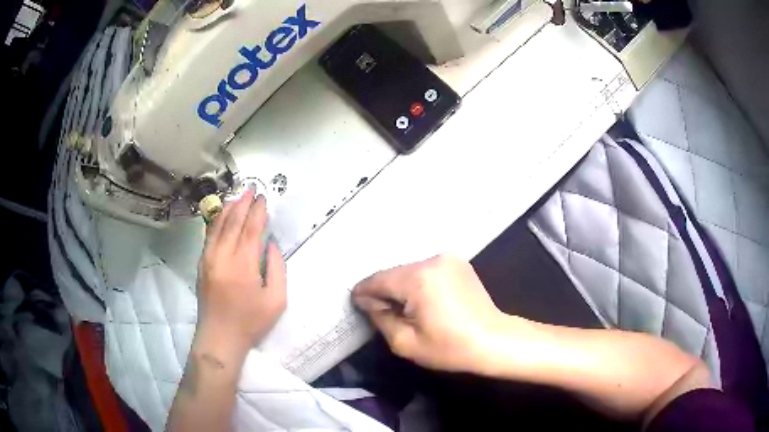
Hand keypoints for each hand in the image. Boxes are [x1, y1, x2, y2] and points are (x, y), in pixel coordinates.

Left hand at [196, 190, 286, 355]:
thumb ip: (276, 268)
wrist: (220, 337)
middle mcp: (222, 256)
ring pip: (218, 225)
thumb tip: (271, 244)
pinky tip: (222, 216)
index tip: (264, 199)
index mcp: (243, 265)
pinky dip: (216, 221)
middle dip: (243, 204)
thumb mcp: (276, 300)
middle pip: (233, 222)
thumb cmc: (251, 322)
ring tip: (238, 197)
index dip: (258, 212)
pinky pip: (209, 236)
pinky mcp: (201, 264)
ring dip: (229, 209)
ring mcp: (208, 259)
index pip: (250, 229)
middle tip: (252, 190)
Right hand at [353, 255, 503, 372]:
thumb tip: (368, 301)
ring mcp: (447, 258)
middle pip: (393, 274)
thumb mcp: (405, 343)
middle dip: (384, 292)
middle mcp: (431, 260)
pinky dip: (418, 283)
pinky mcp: (457, 262)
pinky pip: (426, 270)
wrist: (494, 340)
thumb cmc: (449, 347)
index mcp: (417, 279)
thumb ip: (379, 318)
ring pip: (409, 271)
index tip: (357, 305)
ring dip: (402, 287)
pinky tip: (423, 300)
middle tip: (381, 312)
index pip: (378, 280)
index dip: (364, 293)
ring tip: (404, 309)